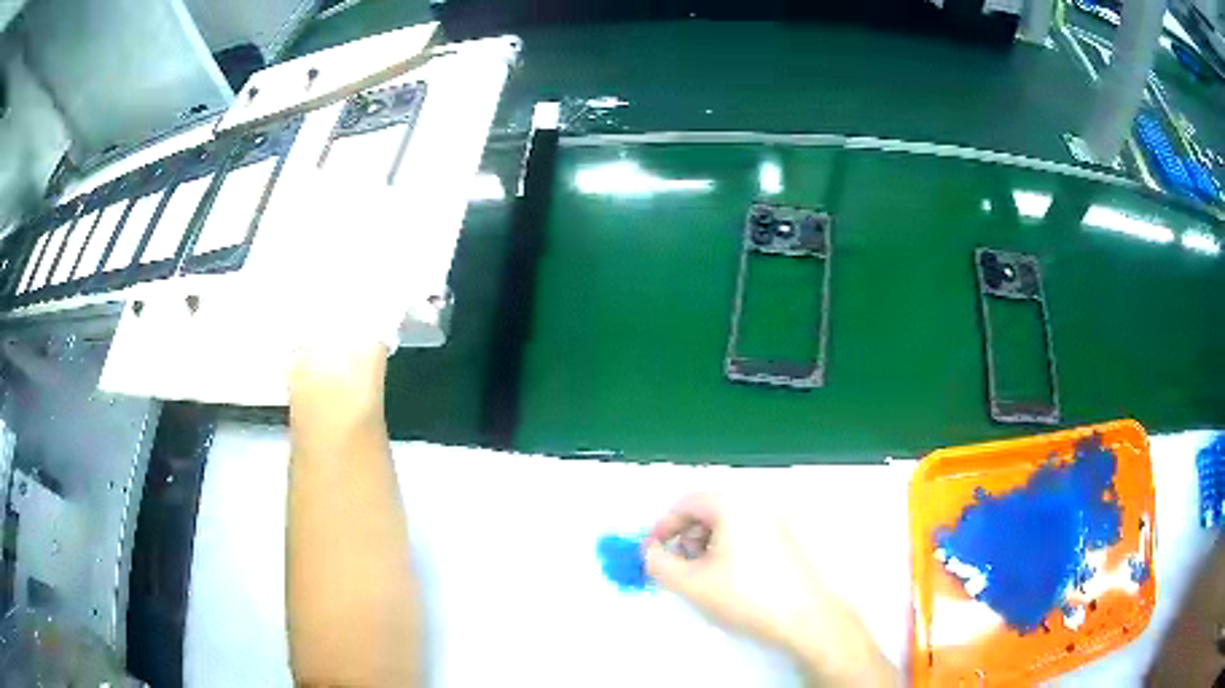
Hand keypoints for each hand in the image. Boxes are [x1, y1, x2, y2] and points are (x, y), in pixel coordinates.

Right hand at [644, 493, 893, 686]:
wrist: (805, 617)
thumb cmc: (747, 596)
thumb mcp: (691, 582)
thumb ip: (659, 563)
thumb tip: (650, 552)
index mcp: (733, 506)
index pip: (686, 503)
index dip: (663, 527)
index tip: (653, 551)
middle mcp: (757, 506)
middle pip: (708, 511)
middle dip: (684, 538)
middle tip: (676, 566)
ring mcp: (776, 522)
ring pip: (728, 525)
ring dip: (705, 545)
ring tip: (700, 577)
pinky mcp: (786, 541)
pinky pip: (747, 535)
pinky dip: (727, 551)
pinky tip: (727, 580)